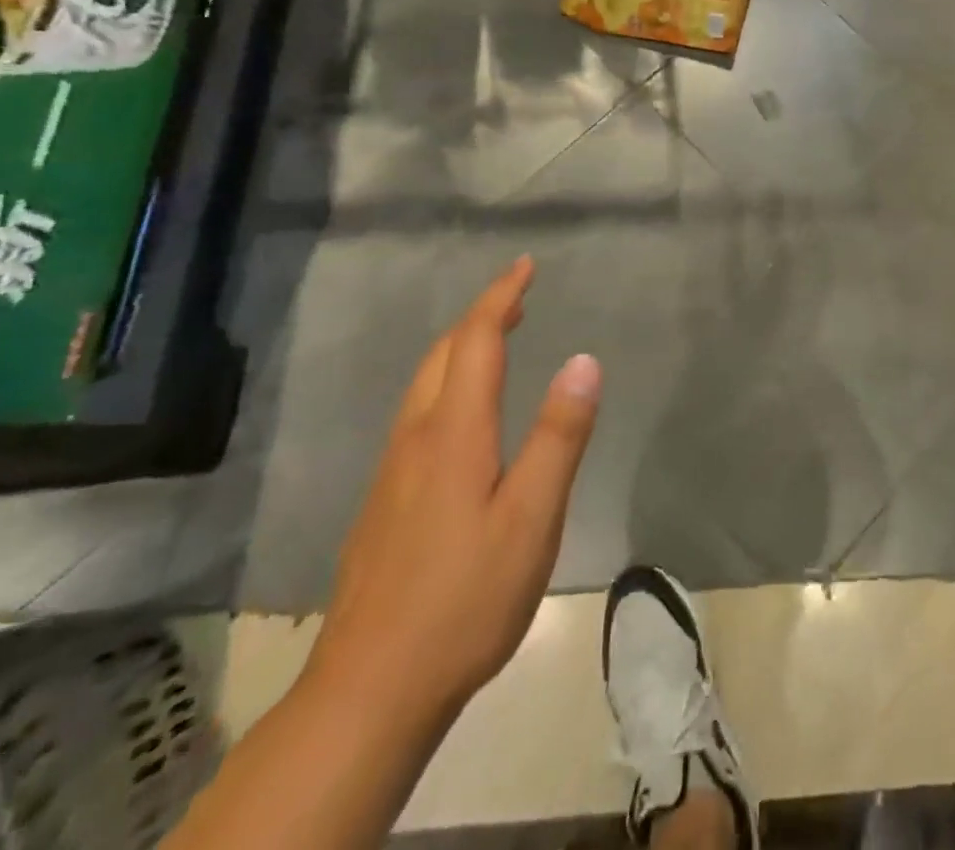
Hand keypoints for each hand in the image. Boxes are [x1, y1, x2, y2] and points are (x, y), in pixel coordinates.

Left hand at [305, 257, 600, 724]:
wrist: (369, 689)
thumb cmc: (465, 597)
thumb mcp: (532, 516)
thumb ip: (559, 435)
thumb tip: (584, 360)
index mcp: (453, 431)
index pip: (475, 340)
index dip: (500, 297)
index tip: (525, 265)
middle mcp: (416, 438)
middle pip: (442, 354)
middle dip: (480, 316)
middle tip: (518, 298)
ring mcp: (392, 472)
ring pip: (424, 385)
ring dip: (460, 348)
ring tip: (497, 340)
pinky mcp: (384, 503)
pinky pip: (418, 415)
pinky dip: (447, 384)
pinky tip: (463, 414)